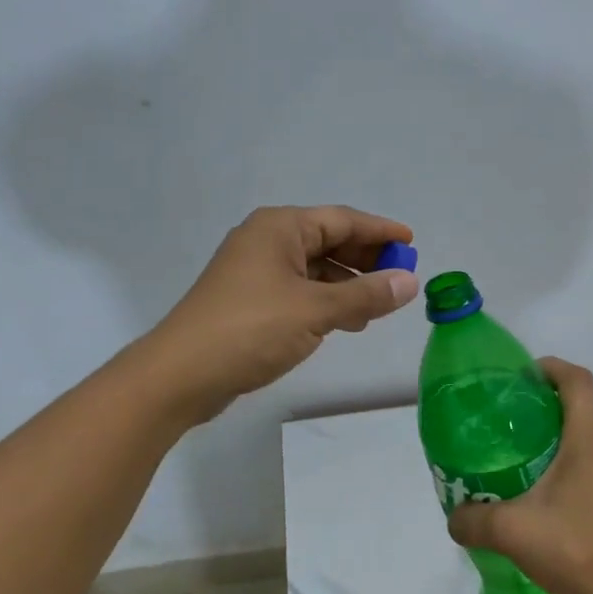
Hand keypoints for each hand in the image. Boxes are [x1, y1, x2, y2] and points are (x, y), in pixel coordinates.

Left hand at [140, 206, 418, 424]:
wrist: (181, 375)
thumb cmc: (250, 329)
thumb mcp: (316, 311)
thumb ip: (366, 295)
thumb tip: (410, 282)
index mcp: (280, 228)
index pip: (341, 219)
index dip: (380, 231)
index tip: (412, 243)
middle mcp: (266, 241)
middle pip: (327, 240)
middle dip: (365, 259)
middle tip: (400, 278)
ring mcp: (255, 271)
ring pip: (314, 268)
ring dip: (347, 284)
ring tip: (378, 306)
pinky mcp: (249, 301)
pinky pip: (299, 290)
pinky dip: (325, 301)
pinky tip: (345, 322)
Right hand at [447, 358, 592, 593]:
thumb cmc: (574, 551)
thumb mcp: (512, 532)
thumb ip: (474, 519)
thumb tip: (454, 516)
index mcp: (589, 440)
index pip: (577, 380)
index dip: (549, 367)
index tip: (521, 376)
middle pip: (580, 409)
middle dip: (544, 408)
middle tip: (507, 423)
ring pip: (588, 440)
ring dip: (558, 440)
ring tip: (522, 460)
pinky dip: (571, 467)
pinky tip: (547, 498)